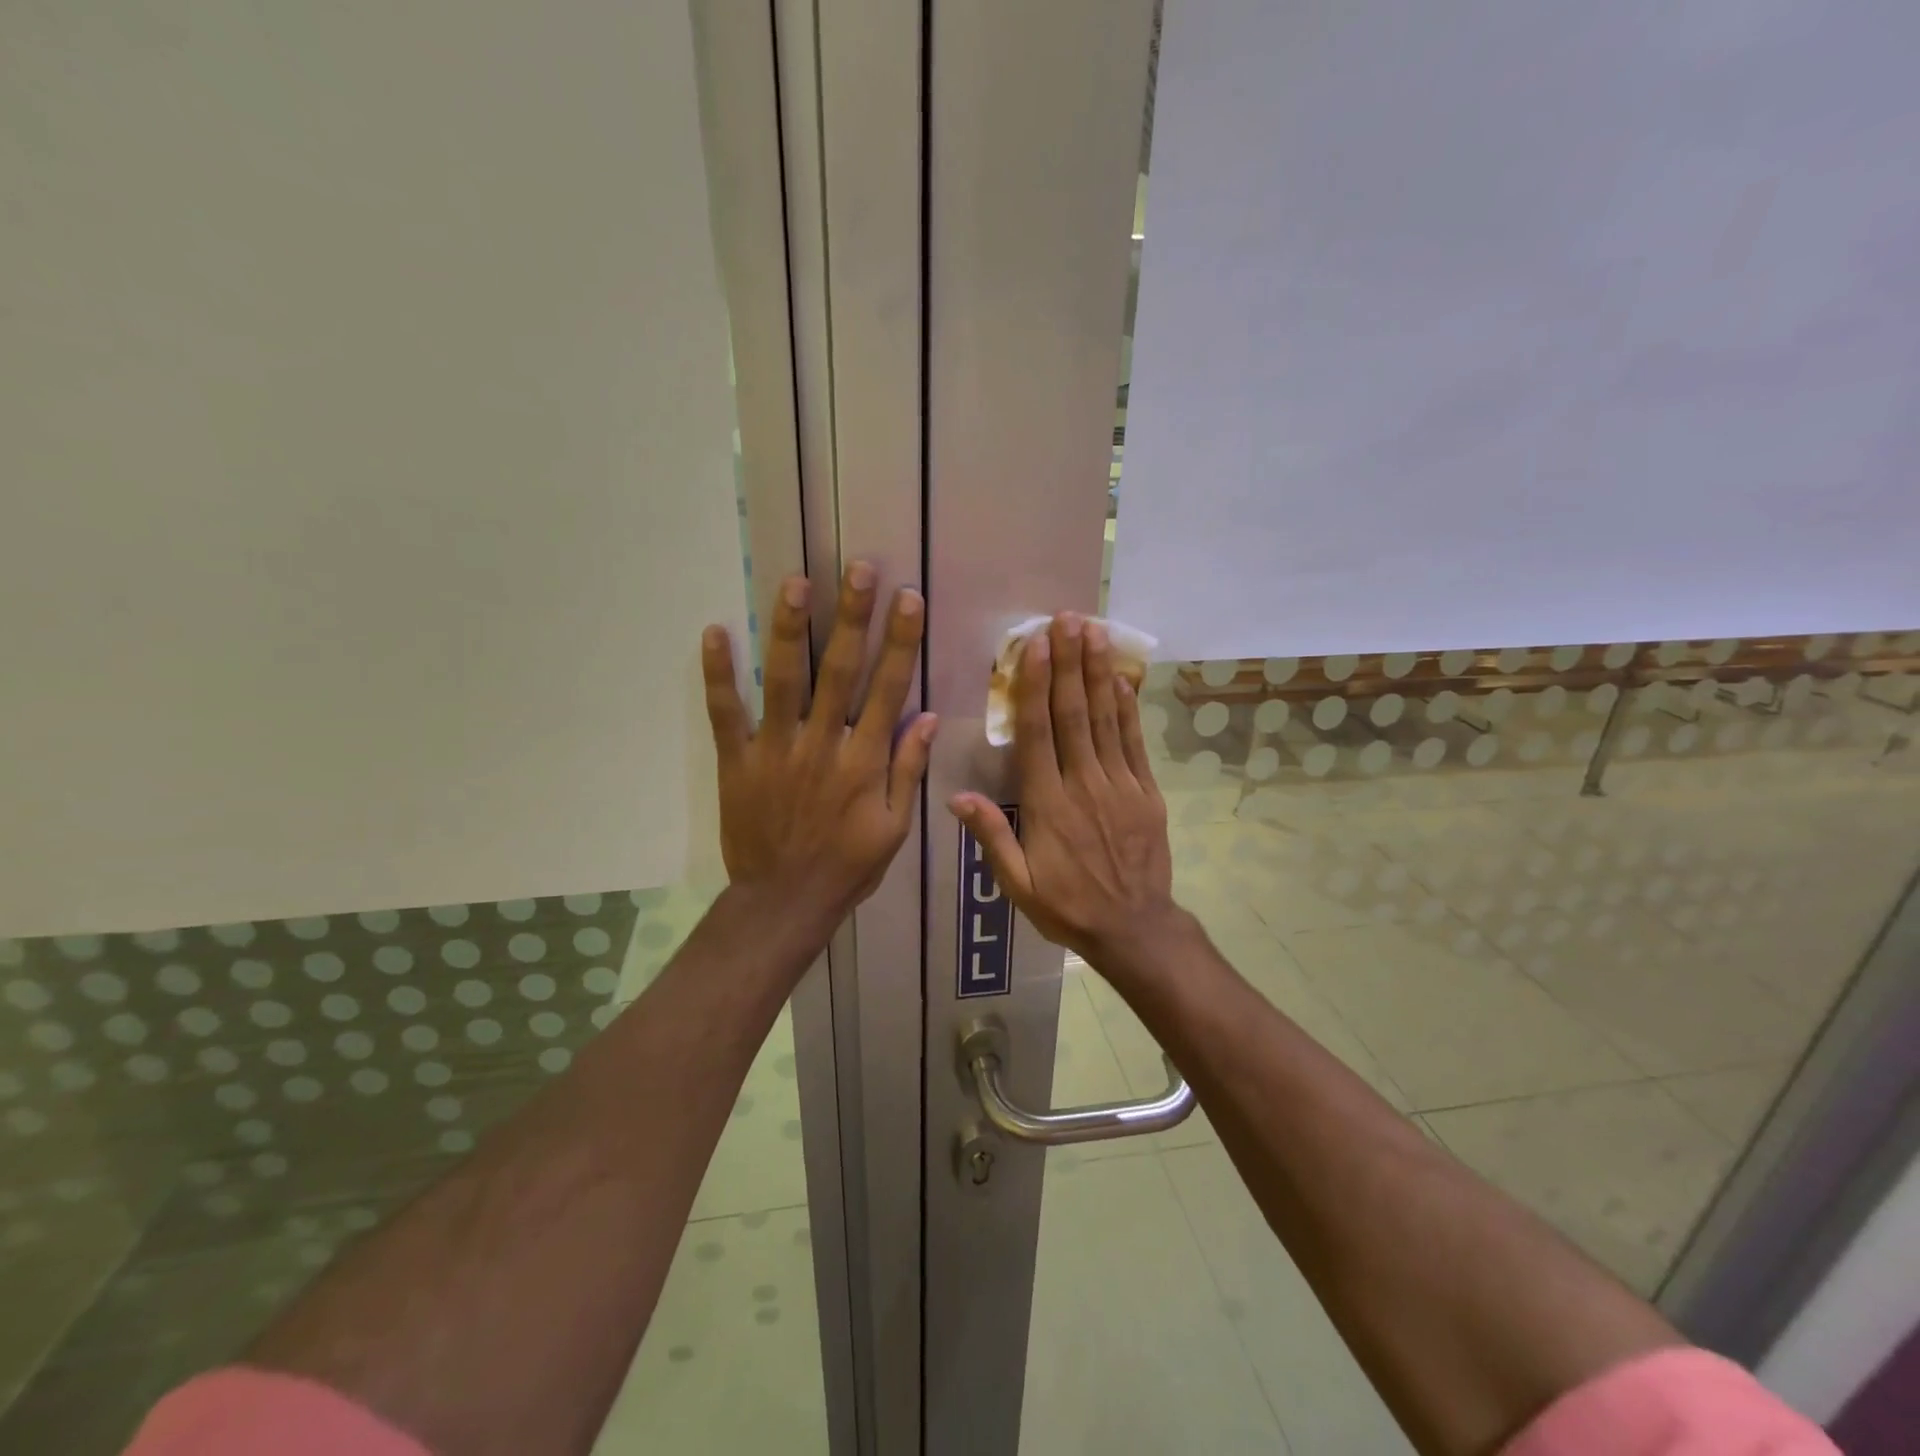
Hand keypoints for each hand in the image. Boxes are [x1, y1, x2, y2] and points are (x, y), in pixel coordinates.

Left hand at [702, 562, 936, 940]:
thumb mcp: (895, 828)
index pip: (888, 689)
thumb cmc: (847, 866)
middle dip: (851, 617)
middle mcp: (822, 746)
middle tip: (858, 568)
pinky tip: (715, 632)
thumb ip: (909, 770)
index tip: (907, 598)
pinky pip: (725, 713)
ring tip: (794, 582)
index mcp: (864, 762)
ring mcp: (775, 751)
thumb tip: (929, 717)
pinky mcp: (737, 761)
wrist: (784, 901)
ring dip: (789, 629)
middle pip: (839, 671)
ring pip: (784, 681)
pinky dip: (719, 674)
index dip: (900, 642)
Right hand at [948, 614, 1182, 970]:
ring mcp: (1120, 785)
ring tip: (1094, 632)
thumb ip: (991, 837)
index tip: (1036, 646)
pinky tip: (1121, 679)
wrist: (1134, 929)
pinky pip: (1134, 743)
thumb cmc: (1067, 907)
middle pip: (1073, 714)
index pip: (1037, 734)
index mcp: (1047, 804)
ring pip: (1105, 720)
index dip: (1035, 686)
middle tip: (1067, 620)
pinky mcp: (1146, 792)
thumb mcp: (1018, 884)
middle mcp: (1083, 784)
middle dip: (1069, 663)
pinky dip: (1127, 708)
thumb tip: (956, 796)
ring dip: (1097, 673)